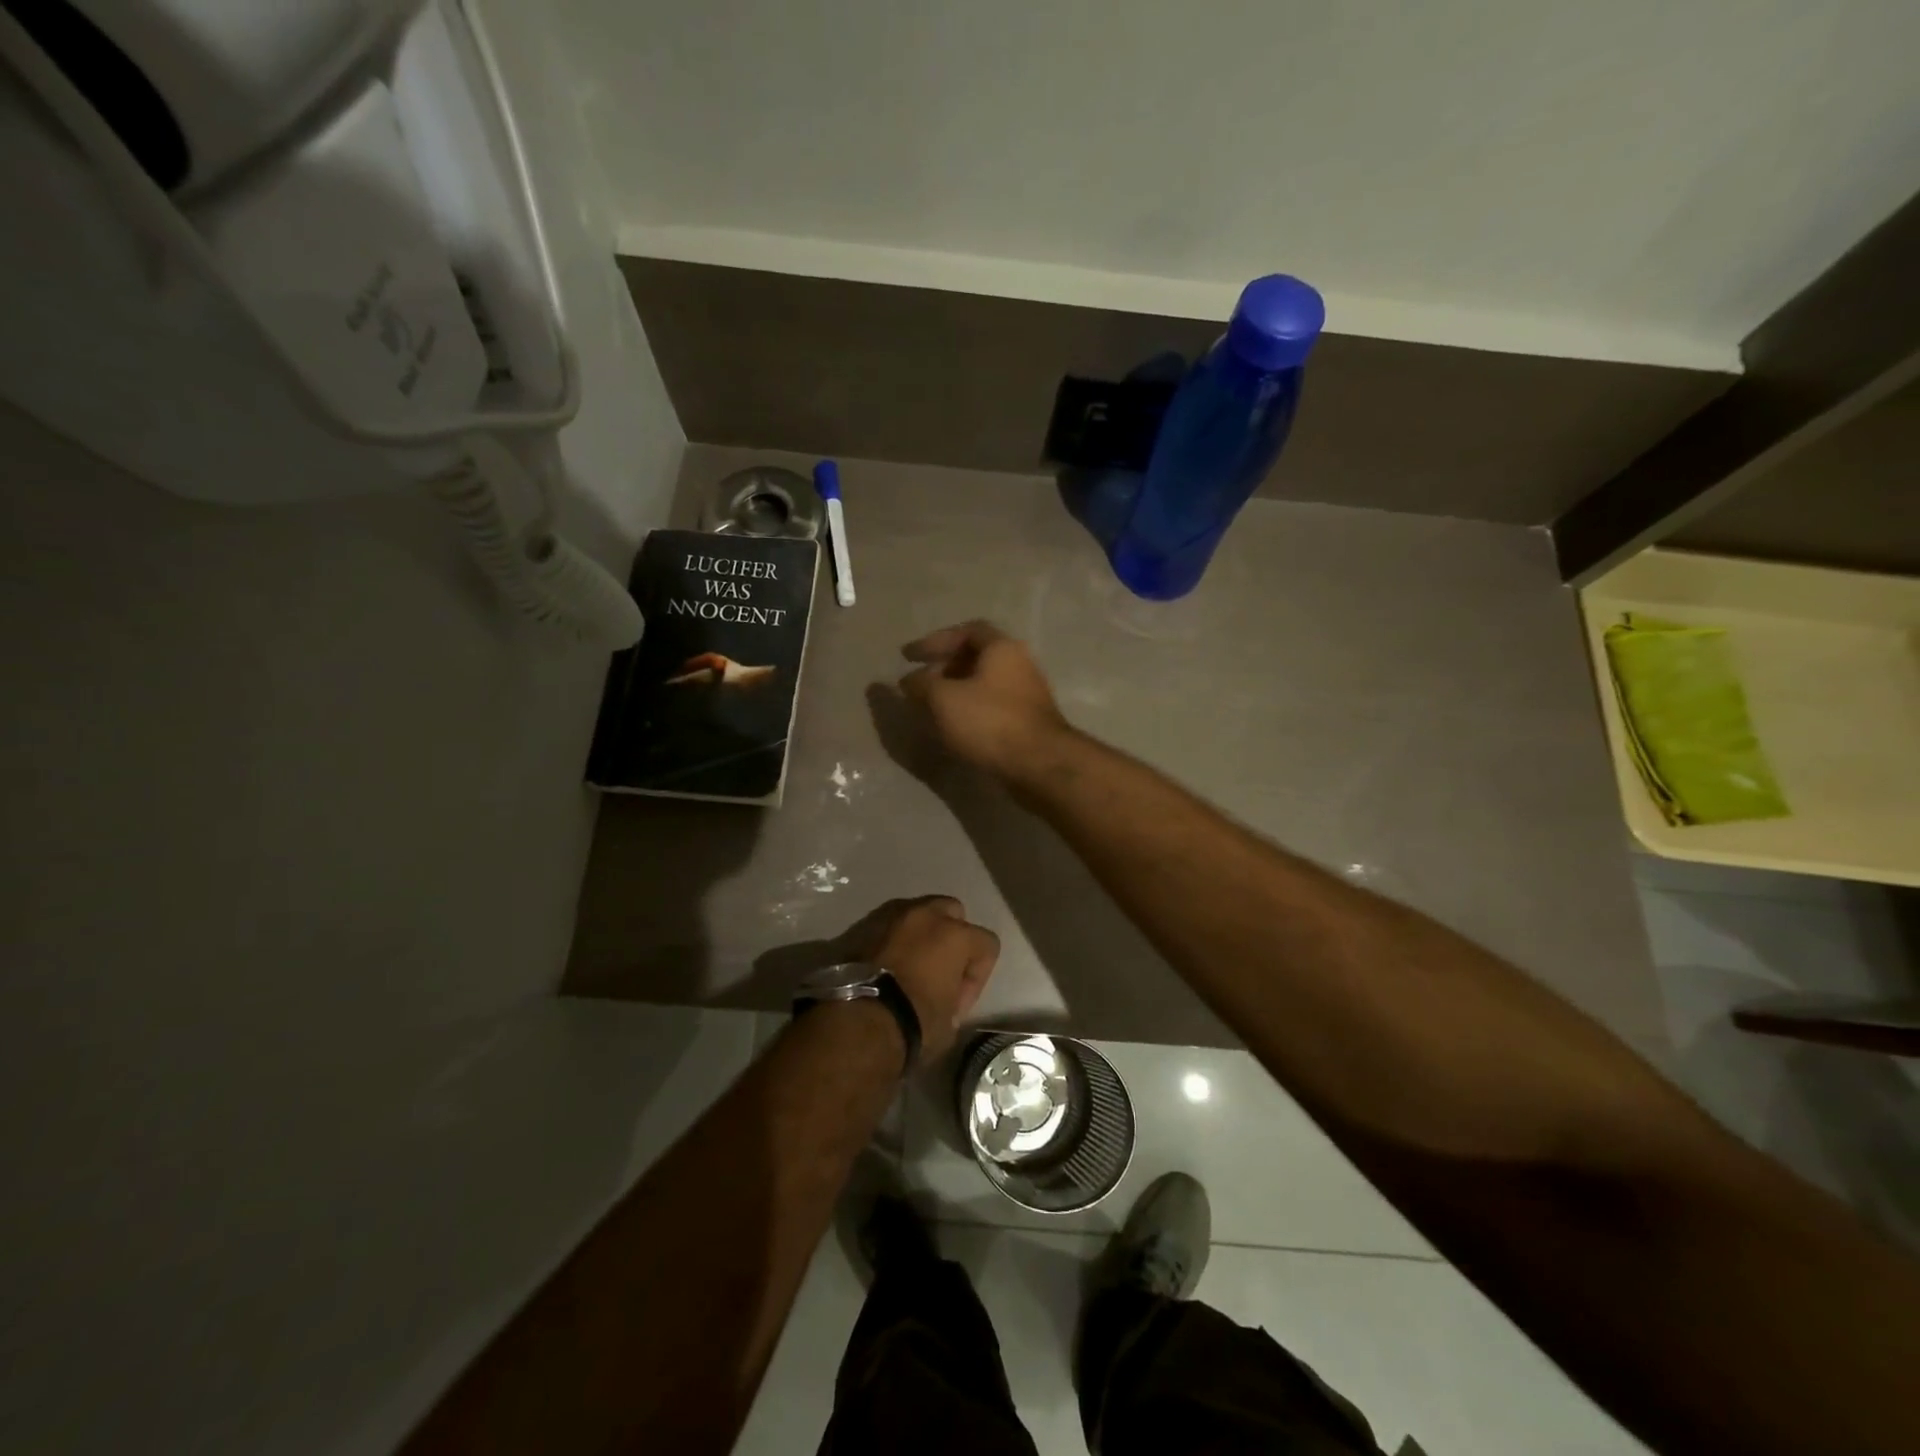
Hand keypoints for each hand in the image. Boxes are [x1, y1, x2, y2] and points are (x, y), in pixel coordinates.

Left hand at [846, 897, 999, 1059]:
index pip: (987, 945)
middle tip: (939, 971)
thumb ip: (954, 1000)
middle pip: (952, 913)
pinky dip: (891, 942)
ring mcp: (891, 915)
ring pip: (916, 915)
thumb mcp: (948, 1023)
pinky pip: (888, 927)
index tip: (959, 1002)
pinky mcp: (862, 924)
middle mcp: (926, 915)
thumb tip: (943, 1000)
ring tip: (907, 968)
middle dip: (951, 938)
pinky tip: (884, 969)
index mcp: (956, 935)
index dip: (978, 976)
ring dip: (919, 936)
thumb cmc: (912, 1023)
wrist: (855, 1021)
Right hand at [900, 621, 1071, 781]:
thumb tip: (907, 681)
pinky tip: (954, 727)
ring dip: (956, 691)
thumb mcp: (944, 700)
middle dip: (944, 667)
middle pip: (977, 657)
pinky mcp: (1028, 721)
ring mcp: (1027, 693)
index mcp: (1002, 648)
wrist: (1039, 764)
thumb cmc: (990, 722)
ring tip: (932, 707)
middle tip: (920, 683)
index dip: (934, 641)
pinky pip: (992, 706)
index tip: (908, 657)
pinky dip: (970, 710)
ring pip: (985, 684)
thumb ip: (921, 685)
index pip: (966, 631)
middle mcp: (1019, 664)